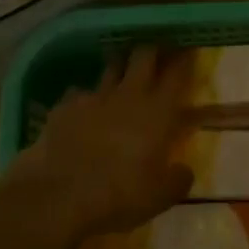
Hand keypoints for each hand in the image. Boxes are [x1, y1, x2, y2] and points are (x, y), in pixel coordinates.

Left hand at [11, 46, 194, 238]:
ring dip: (119, 66)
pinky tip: (82, 107)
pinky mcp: (64, 106)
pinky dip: (84, 97)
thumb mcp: (159, 197)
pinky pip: (79, 92)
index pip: (178, 74)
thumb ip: (177, 180)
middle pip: (143, 56)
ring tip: (121, 71)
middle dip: (152, 50)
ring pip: (111, 66)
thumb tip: (184, 171)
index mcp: (158, 113)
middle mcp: (129, 95)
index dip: (185, 59)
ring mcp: (94, 97)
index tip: (189, 51)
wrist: (58, 196)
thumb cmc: (119, 195)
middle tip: (157, 53)